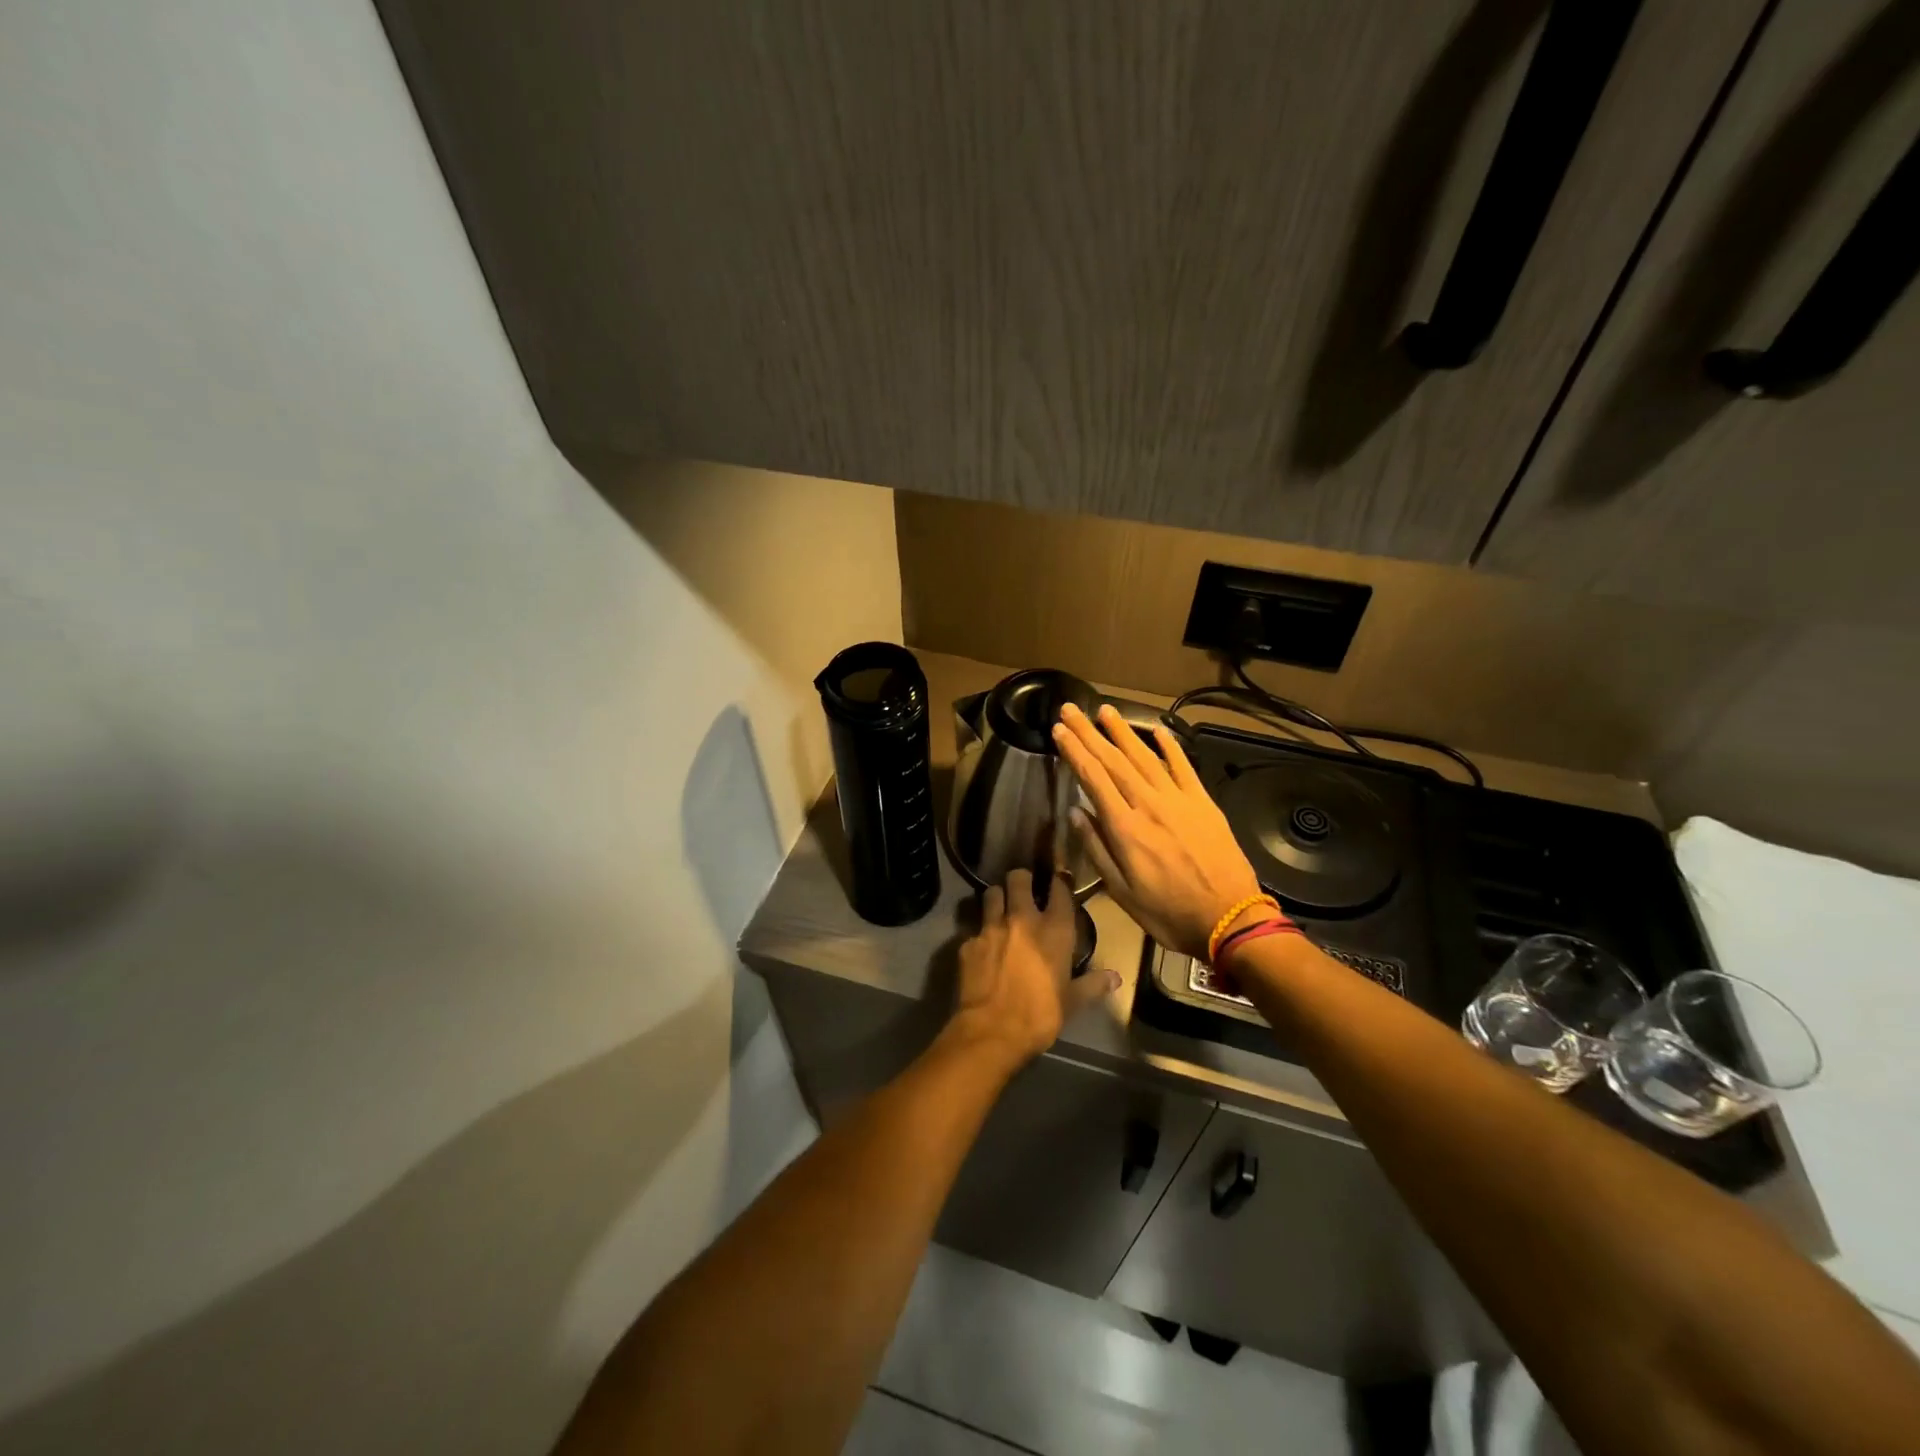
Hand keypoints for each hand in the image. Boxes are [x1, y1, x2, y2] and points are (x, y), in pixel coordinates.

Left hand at [948, 868, 1118, 1068]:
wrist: (992, 1031)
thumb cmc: (1040, 1015)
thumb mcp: (1072, 1002)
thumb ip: (1093, 984)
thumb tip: (1116, 977)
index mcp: (1053, 929)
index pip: (1059, 889)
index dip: (1059, 882)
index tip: (1059, 882)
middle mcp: (1022, 919)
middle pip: (1018, 878)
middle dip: (1021, 879)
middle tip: (1023, 890)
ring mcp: (991, 927)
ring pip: (991, 893)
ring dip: (997, 897)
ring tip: (1000, 908)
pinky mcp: (968, 942)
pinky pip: (974, 928)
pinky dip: (980, 933)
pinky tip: (983, 947)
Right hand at [1053, 702, 1270, 960]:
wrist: (1230, 920)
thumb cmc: (1169, 913)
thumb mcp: (1121, 892)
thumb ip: (1097, 849)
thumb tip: (1076, 812)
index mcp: (1125, 829)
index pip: (1093, 779)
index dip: (1074, 751)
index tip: (1058, 730)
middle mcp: (1149, 805)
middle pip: (1114, 761)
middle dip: (1089, 732)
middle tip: (1071, 708)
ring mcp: (1179, 801)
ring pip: (1145, 757)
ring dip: (1123, 731)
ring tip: (1105, 710)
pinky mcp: (1204, 803)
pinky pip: (1184, 767)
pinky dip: (1170, 747)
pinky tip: (1157, 731)